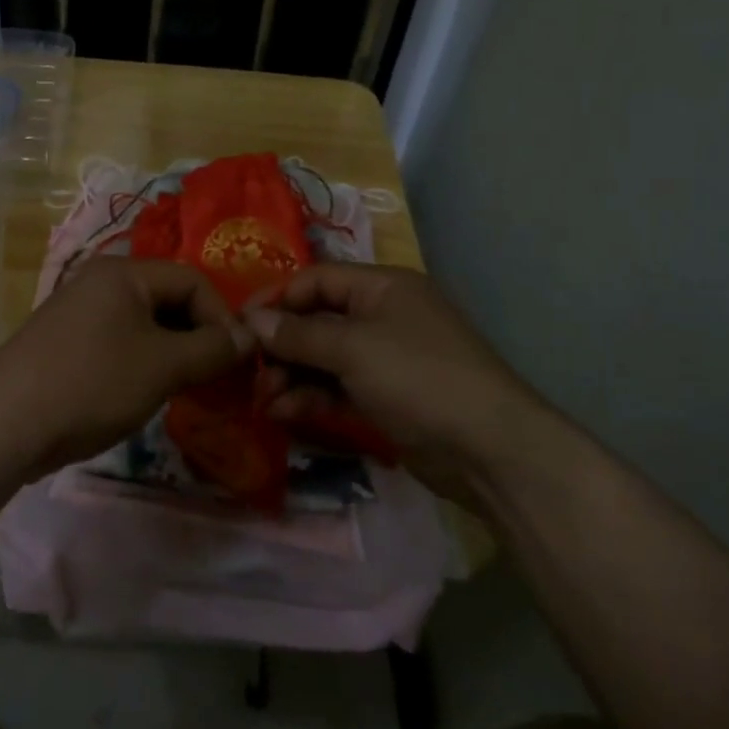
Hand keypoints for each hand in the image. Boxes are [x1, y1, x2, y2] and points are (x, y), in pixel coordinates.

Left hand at [0, 257, 253, 477]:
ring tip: (187, 389)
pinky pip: (120, 344)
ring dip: (174, 354)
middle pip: (168, 300)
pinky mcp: (66, 346)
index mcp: (124, 273)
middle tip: (216, 377)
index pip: (193, 280)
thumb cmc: (92, 382)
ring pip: (145, 326)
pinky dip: (144, 364)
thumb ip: (212, 349)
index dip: (222, 317)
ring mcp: (79, 315)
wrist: (4, 423)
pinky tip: (147, 395)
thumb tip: (249, 337)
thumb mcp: (163, 365)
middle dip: (199, 336)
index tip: (237, 360)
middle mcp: (100, 283)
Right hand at [243, 264, 551, 500]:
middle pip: (317, 321)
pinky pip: (337, 389)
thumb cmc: (419, 377)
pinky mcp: (385, 399)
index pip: (316, 280)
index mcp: (382, 287)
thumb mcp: (354, 348)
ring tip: (264, 400)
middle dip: (281, 346)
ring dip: (291, 376)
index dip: (276, 298)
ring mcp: (385, 360)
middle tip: (249, 372)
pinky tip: (284, 413)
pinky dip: (311, 398)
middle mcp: (382, 317)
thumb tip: (252, 321)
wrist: (489, 449)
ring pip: (324, 359)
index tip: (239, 325)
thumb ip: (299, 334)